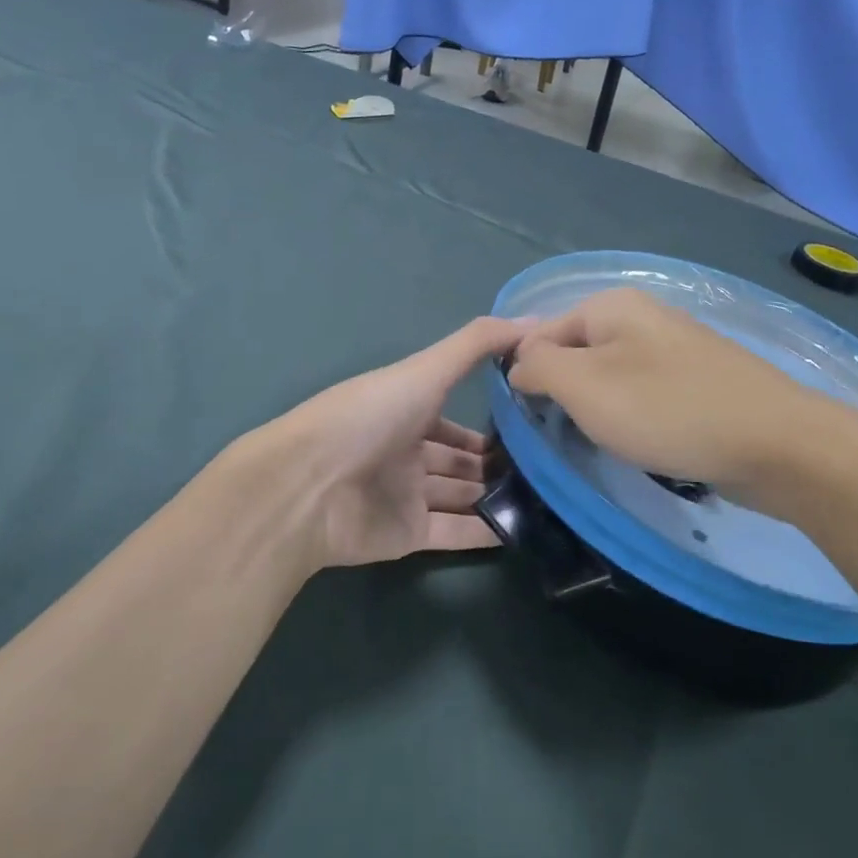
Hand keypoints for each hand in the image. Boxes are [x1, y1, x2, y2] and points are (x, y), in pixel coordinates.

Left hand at [245, 316, 528, 568]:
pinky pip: (455, 533)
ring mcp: (406, 496)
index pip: (455, 418)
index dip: (491, 419)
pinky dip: (486, 532)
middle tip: (548, 465)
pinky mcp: (407, 536)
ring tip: (549, 496)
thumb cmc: (368, 417)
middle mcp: (406, 452)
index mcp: (405, 411)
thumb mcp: (426, 369)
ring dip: (497, 496)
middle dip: (497, 462)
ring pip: (461, 496)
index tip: (535, 420)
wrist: (308, 486)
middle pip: (460, 459)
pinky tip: (525, 529)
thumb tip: (535, 321)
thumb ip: (477, 344)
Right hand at [507, 287, 819, 493]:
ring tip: (604, 443)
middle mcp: (643, 315)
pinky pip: (646, 394)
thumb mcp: (584, 385)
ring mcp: (675, 347)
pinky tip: (643, 443)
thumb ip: (538, 366)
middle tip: (566, 435)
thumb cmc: (667, 410)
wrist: (775, 443)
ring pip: (611, 376)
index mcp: (611, 304)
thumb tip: (518, 364)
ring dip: (599, 410)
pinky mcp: (699, 380)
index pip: (539, 333)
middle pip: (577, 353)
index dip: (525, 375)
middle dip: (565, 393)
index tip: (527, 421)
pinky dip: (634, 418)